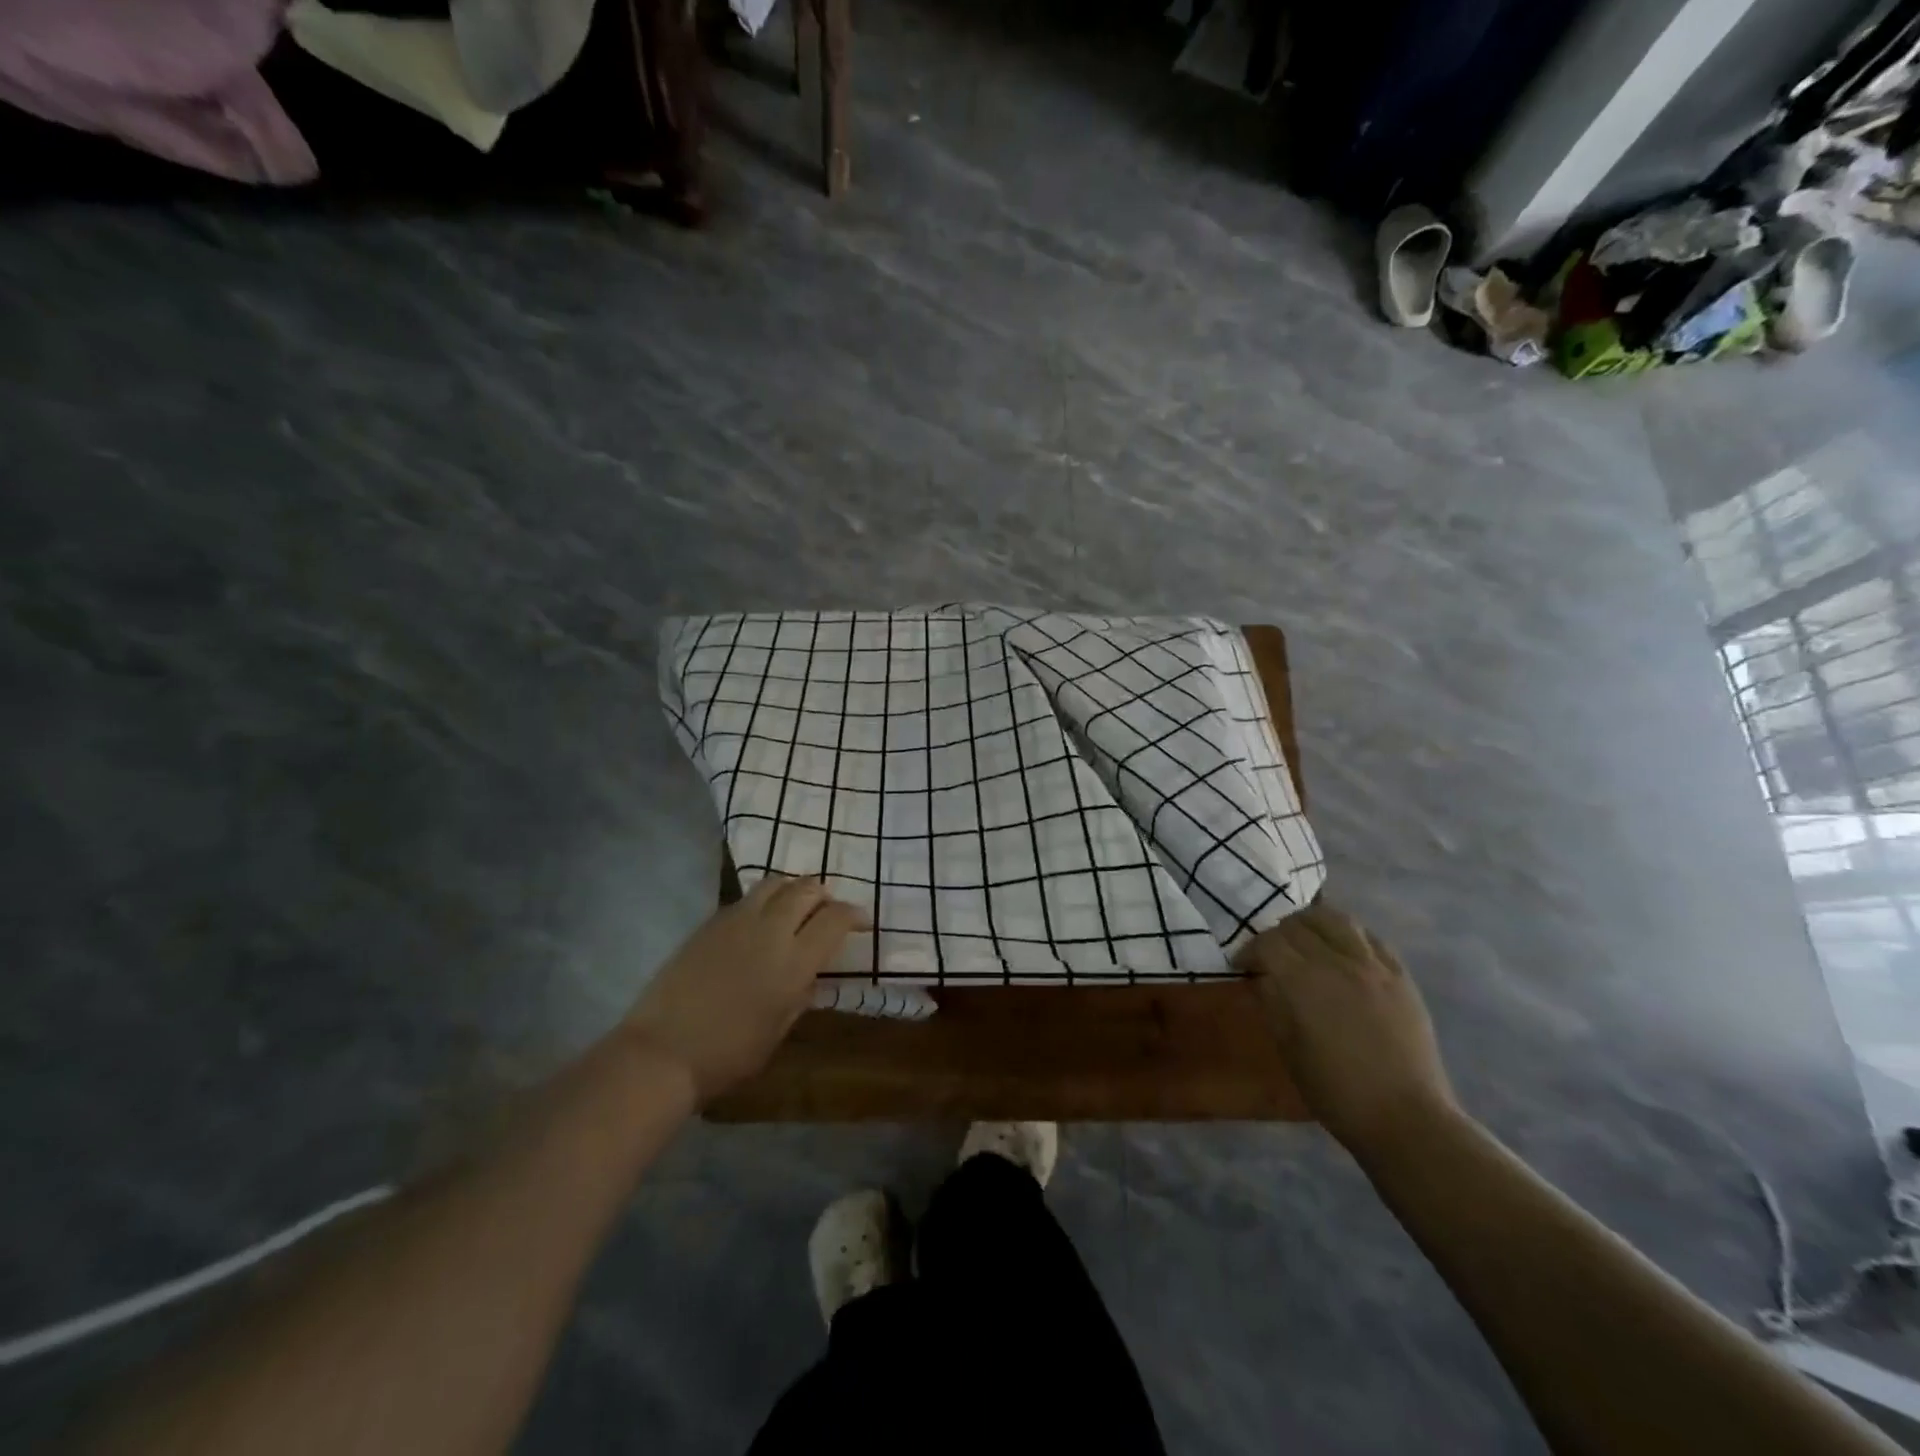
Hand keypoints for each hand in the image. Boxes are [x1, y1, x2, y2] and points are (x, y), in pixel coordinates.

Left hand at [625, 876, 864, 1103]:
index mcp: (794, 962)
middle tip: (827, 910)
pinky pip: (747, 898)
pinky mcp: (710, 922)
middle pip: (807, 889)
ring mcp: (737, 921)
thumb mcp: (778, 1031)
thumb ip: (801, 996)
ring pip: (775, 883)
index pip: (835, 919)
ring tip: (794, 907)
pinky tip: (759, 921)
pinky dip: (764, 901)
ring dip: (793, 890)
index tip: (861, 922)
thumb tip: (811, 975)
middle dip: (824, 895)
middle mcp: (770, 930)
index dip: (854, 915)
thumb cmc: (728, 1054)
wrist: (662, 1052)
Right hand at [1239, 900, 1458, 1153]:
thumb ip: (1272, 1004)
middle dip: (1277, 935)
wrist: (1405, 1117)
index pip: (1268, 943)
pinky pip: (1370, 937)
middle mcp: (1337, 964)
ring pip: (1336, 918)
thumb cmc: (1336, 1091)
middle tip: (1271, 953)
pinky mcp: (1401, 976)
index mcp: (1304, 984)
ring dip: (1312, 922)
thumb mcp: (1288, 1049)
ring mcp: (1374, 967)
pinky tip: (1342, 949)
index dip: (1249, 950)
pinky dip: (1348, 934)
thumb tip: (1262, 978)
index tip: (1243, 964)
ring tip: (1306, 938)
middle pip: (1298, 925)